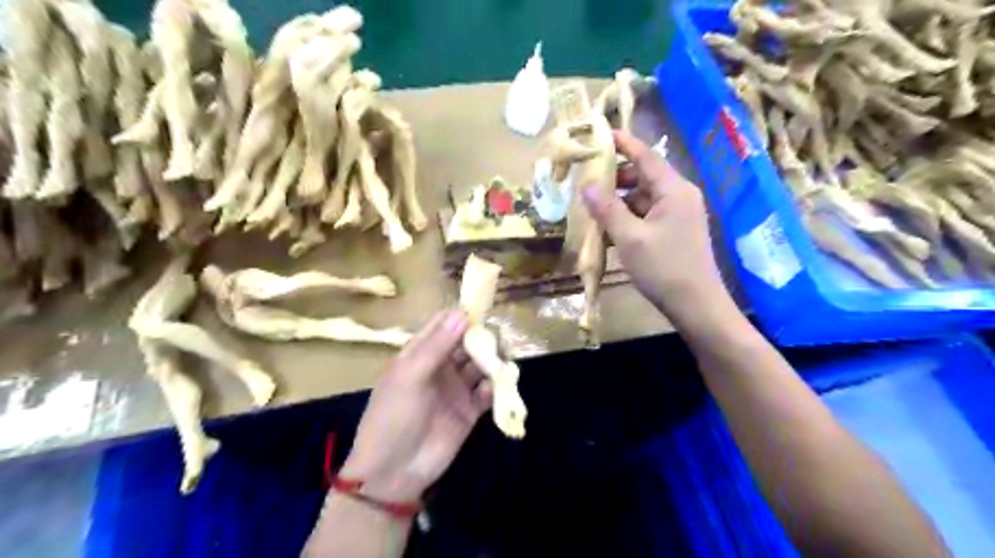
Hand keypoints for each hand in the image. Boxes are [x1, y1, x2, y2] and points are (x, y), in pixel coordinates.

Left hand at [340, 310, 491, 501]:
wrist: (393, 472)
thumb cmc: (393, 416)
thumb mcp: (409, 376)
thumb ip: (437, 346)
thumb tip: (463, 314)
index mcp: (420, 353)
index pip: (444, 324)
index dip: (462, 316)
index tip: (483, 312)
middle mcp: (441, 366)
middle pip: (468, 342)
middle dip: (483, 338)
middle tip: (497, 340)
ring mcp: (457, 388)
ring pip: (481, 365)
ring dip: (492, 361)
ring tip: (502, 363)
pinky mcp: (470, 410)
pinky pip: (487, 392)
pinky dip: (495, 387)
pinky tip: (494, 389)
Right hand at [584, 131, 727, 321]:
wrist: (697, 305)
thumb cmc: (663, 268)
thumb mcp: (629, 238)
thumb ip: (607, 209)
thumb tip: (586, 186)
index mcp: (674, 190)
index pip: (646, 156)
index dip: (623, 143)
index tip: (600, 134)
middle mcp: (680, 195)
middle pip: (645, 176)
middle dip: (616, 177)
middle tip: (587, 181)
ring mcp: (680, 214)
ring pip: (645, 197)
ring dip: (621, 200)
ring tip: (594, 208)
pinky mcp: (677, 231)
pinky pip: (650, 214)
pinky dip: (630, 216)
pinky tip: (611, 228)